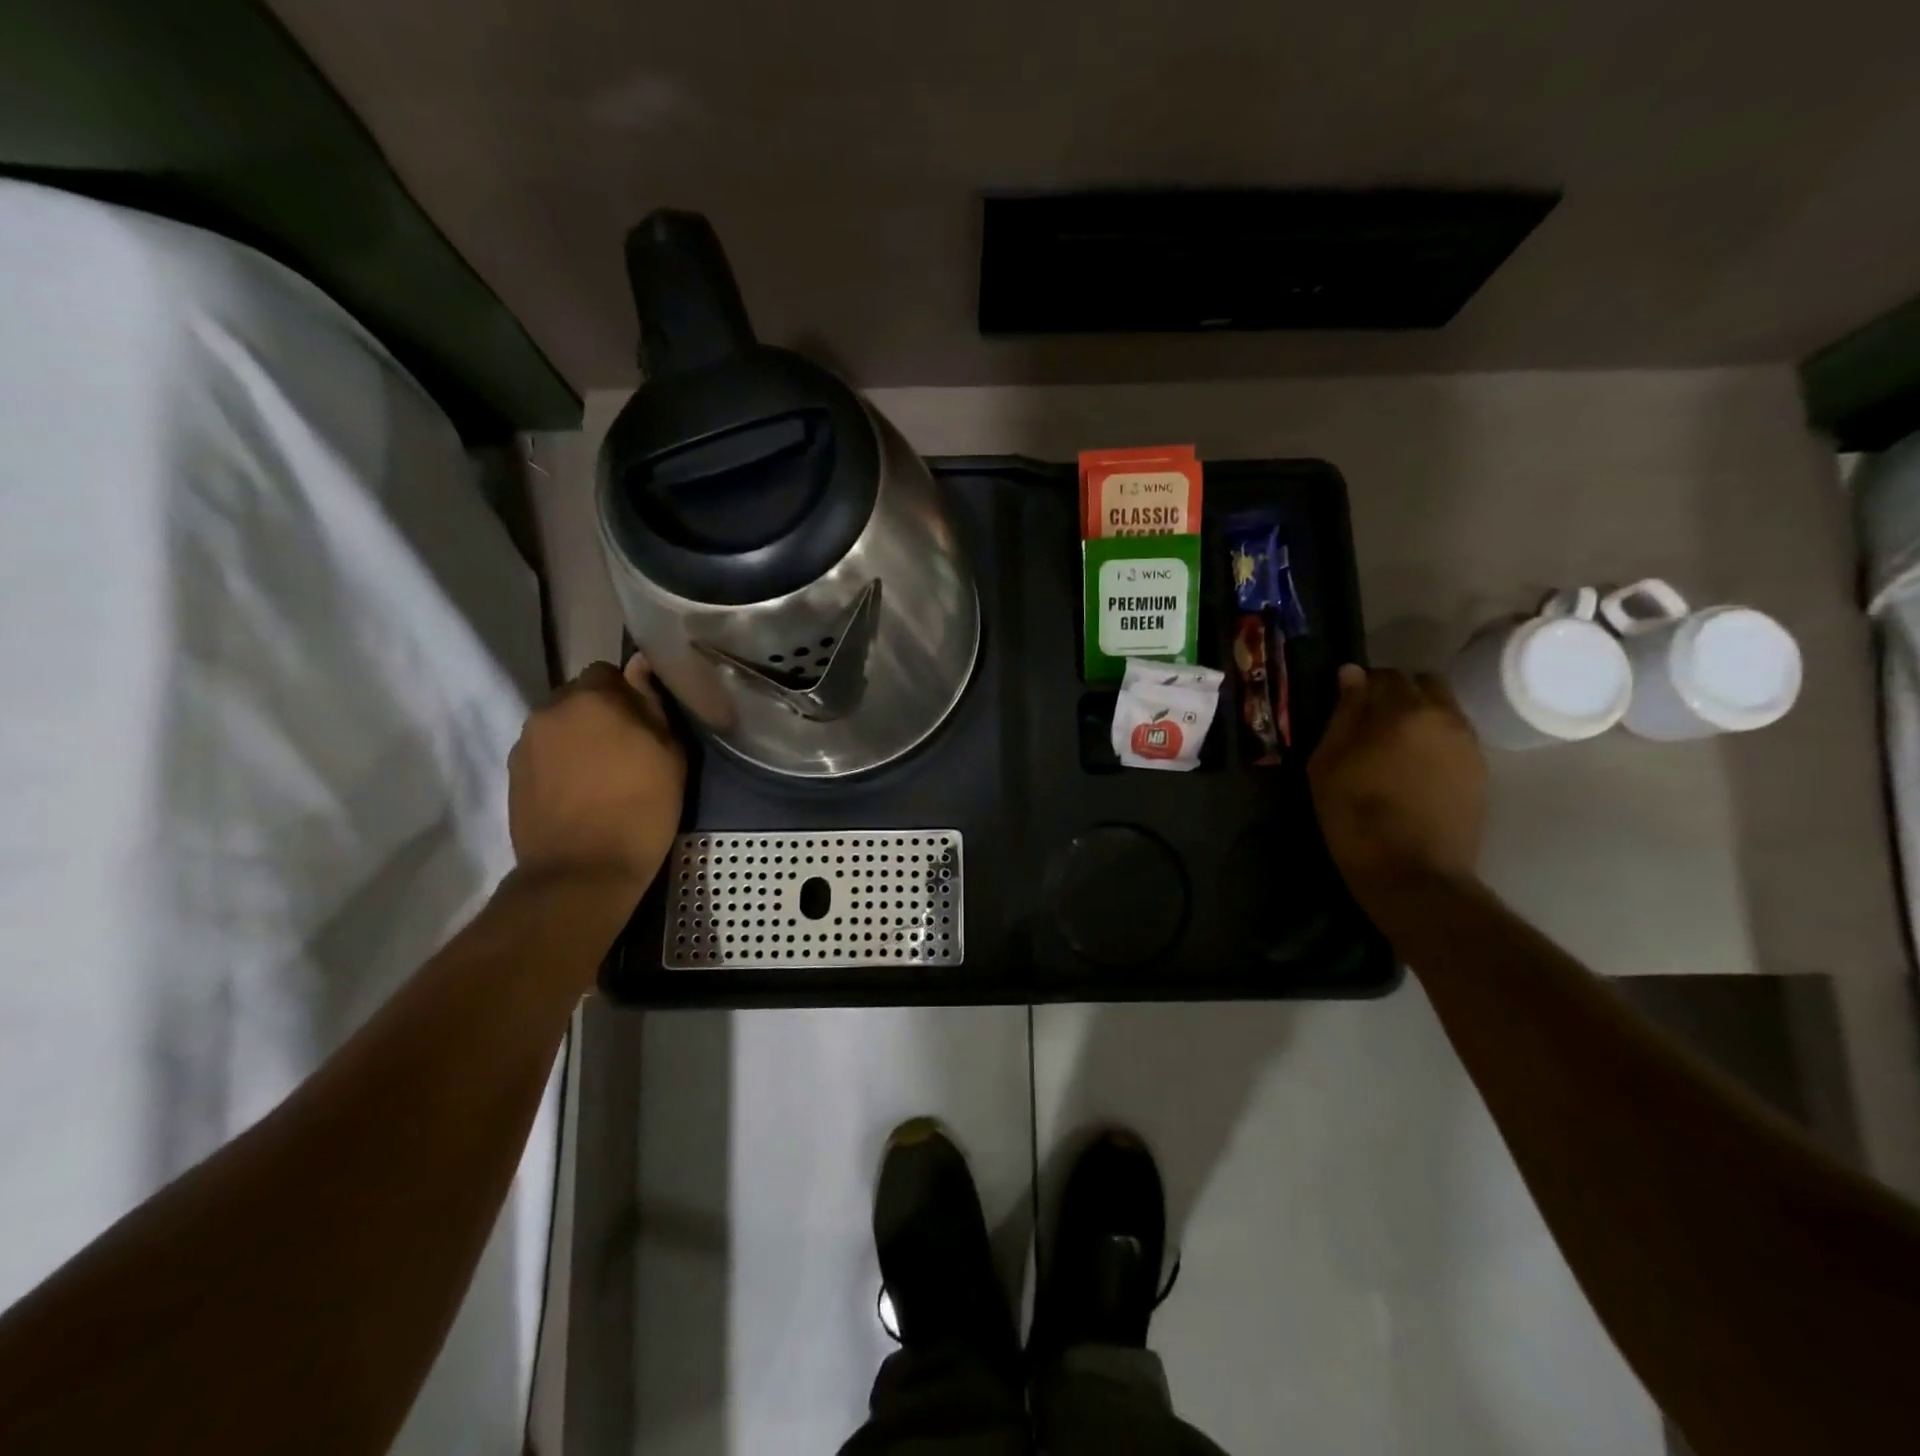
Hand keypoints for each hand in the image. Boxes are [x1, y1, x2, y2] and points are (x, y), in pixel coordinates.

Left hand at [508, 657, 686, 895]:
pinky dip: (563, 763)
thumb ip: (654, 707)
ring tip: (603, 774)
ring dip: (580, 738)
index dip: (629, 693)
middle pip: (579, 697)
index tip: (645, 722)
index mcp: (591, 699)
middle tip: (628, 748)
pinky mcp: (514, 775)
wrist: (581, 872)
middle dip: (601, 713)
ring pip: (560, 725)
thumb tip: (641, 671)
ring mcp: (526, 744)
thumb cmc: (640, 810)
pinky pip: (545, 753)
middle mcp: (550, 711)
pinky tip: (581, 792)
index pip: (608, 672)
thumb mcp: (671, 756)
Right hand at [1309, 665, 1486, 901]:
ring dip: (1418, 715)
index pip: (1383, 675)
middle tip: (1370, 722)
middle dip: (1397, 693)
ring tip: (1393, 746)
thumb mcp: (1328, 762)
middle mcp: (1444, 716)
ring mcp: (1468, 743)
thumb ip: (1343, 713)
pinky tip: (1413, 767)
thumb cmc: (1355, 814)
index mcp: (1402, 710)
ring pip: (1443, 709)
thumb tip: (1352, 673)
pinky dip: (1434, 739)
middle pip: (1422, 683)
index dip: (1362, 685)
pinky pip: (1454, 736)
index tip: (1346, 704)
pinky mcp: (1480, 769)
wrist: (1412, 871)